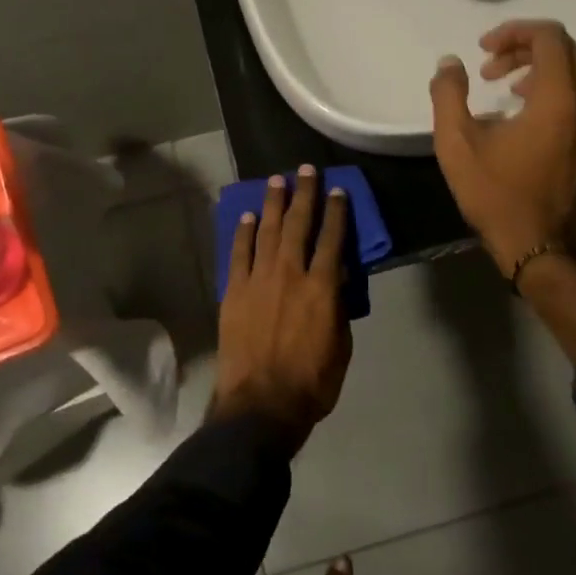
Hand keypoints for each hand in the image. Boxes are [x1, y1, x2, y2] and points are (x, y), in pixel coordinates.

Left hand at [212, 167, 351, 445]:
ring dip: (273, 203)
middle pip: (299, 224)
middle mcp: (291, 273)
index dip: (336, 212)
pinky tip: (248, 216)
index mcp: (322, 287)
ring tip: (276, 181)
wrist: (260, 405)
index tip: (337, 190)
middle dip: (304, 193)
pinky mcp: (234, 290)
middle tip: (305, 170)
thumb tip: (336, 281)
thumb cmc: (310, 383)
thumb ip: (338, 308)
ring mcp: (258, 279)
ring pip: (268, 231)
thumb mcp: (341, 346)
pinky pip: (239, 253)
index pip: (333, 238)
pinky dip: (244, 232)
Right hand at [428, 20, 575, 277]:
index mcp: (557, 98)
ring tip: (519, 90)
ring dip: (553, 67)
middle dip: (526, 49)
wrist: (541, 248)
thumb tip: (450, 63)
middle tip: (492, 72)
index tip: (484, 51)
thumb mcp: (456, 144)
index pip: (549, 37)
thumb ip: (448, 95)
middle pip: (567, 49)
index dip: (514, 33)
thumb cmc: (496, 195)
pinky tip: (556, 107)